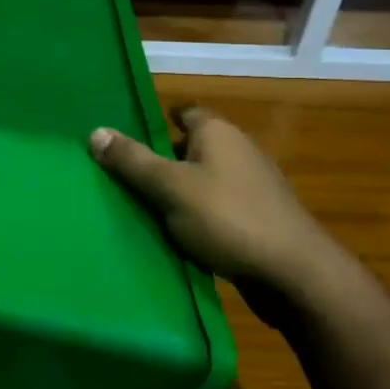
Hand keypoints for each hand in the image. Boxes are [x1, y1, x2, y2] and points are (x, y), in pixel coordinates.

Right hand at [89, 106, 341, 291]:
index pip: (183, 113)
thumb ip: (132, 161)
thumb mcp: (170, 188)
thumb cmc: (228, 218)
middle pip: (190, 149)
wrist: (295, 275)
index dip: (156, 123)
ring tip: (140, 210)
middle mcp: (238, 151)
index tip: (126, 139)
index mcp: (218, 132)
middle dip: (160, 161)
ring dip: (178, 194)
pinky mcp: (259, 220)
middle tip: (122, 178)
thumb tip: (95, 131)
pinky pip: (217, 210)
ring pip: (203, 182)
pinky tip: (176, 237)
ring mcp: (253, 187)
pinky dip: (197, 218)